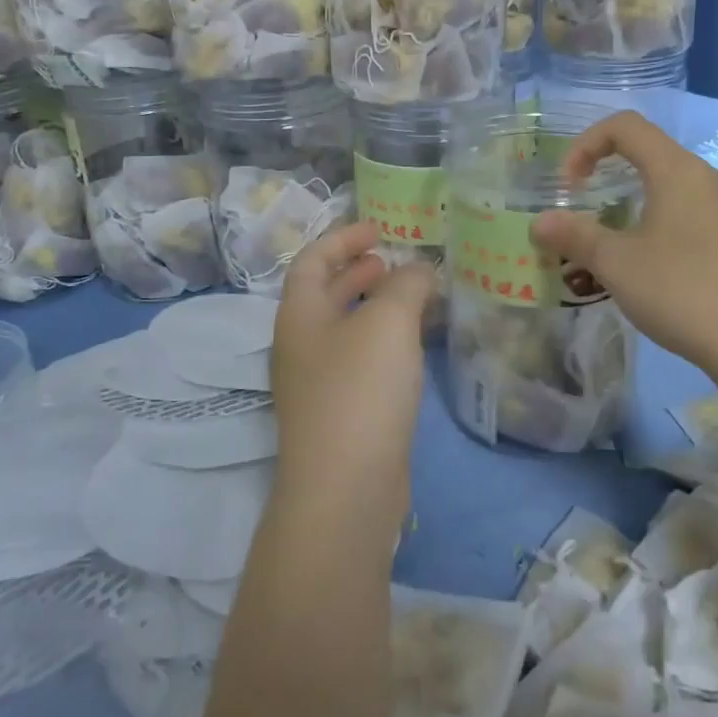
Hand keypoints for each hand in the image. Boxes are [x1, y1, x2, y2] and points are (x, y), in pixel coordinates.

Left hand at [271, 223, 438, 523]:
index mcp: (299, 315)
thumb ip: (407, 284)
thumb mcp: (388, 321)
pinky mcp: (342, 414)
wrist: (347, 488)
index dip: (342, 238)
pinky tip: (414, 345)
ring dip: (375, 306)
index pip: (312, 260)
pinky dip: (385, 341)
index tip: (378, 228)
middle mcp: (301, 345)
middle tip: (394, 261)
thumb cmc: (360, 389)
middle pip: (325, 293)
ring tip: (413, 296)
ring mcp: (319, 383)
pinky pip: (361, 360)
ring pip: (346, 329)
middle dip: (358, 271)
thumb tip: (419, 269)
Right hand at [532, 111, 717, 367]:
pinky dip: (678, 233)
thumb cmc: (683, 290)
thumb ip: (575, 237)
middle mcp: (716, 179)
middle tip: (596, 227)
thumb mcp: (617, 264)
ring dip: (647, 212)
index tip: (570, 186)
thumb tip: (540, 223)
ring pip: (684, 194)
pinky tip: (673, 279)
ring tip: (631, 259)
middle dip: (616, 184)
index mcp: (679, 170)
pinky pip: (708, 221)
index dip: (587, 144)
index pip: (626, 126)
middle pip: (656, 160)